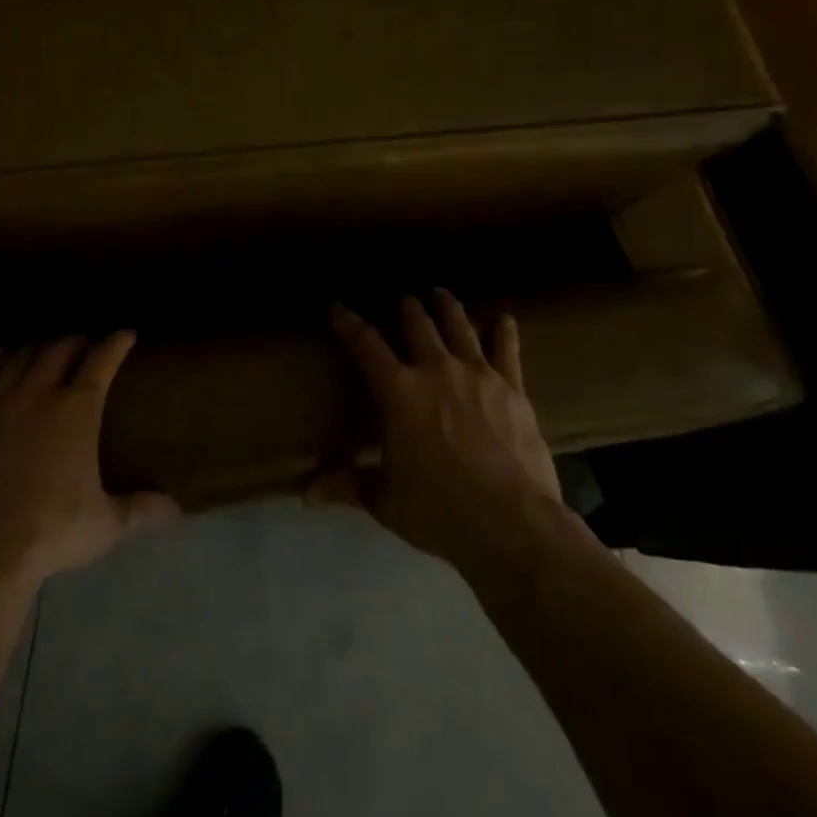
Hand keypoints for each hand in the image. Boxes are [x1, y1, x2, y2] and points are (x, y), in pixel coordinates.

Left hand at [0, 333, 179, 587]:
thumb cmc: (50, 531)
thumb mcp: (104, 524)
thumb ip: (140, 510)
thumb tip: (177, 511)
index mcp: (76, 410)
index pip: (101, 361)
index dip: (115, 343)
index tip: (125, 334)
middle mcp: (37, 394)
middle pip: (58, 350)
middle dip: (75, 341)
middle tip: (84, 344)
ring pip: (19, 358)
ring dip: (36, 347)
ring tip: (44, 346)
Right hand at [318, 289, 564, 569]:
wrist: (512, 522)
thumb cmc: (438, 509)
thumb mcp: (384, 500)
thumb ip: (347, 486)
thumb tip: (304, 494)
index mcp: (398, 392)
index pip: (365, 344)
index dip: (348, 323)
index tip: (337, 307)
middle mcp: (435, 370)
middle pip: (417, 326)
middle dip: (406, 308)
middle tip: (403, 298)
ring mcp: (477, 375)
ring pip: (459, 327)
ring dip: (447, 308)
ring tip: (441, 293)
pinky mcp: (512, 388)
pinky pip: (507, 349)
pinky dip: (503, 331)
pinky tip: (503, 318)